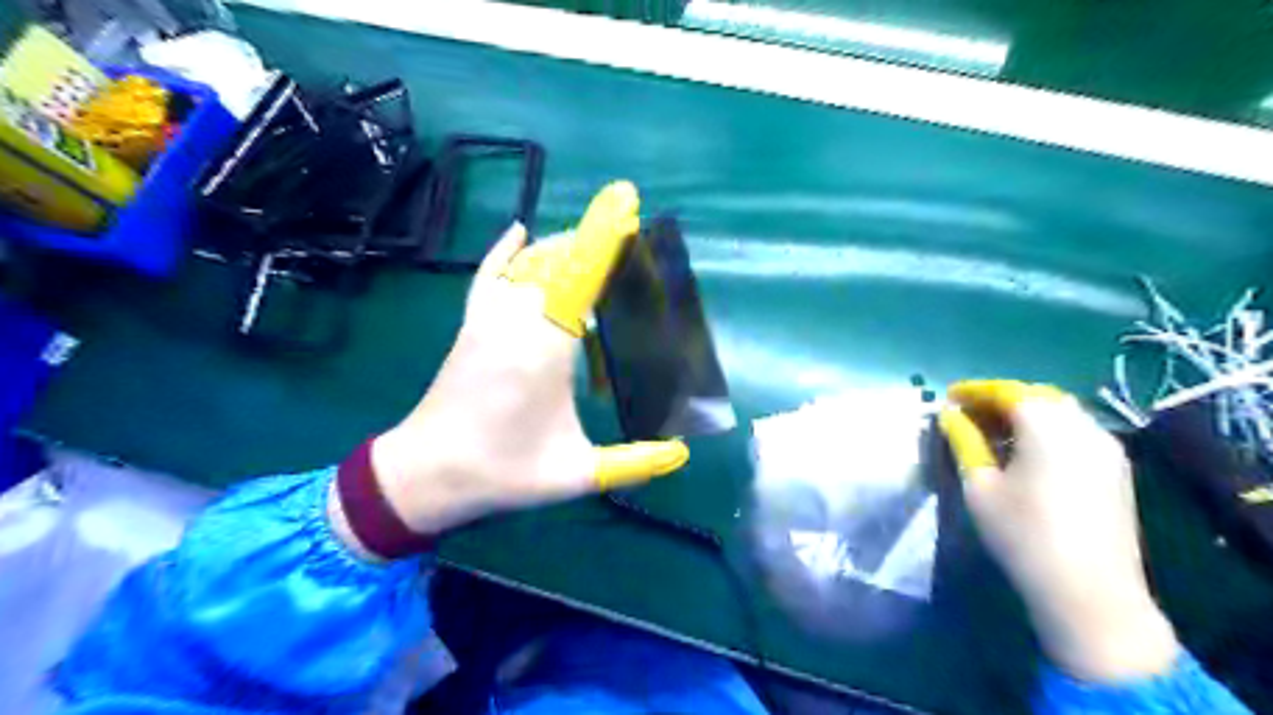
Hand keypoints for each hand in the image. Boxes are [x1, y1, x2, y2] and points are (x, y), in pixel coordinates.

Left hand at [353, 181, 685, 537]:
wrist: (428, 474)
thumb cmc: (505, 473)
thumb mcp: (576, 474)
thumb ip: (634, 463)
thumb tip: (682, 454)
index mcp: (545, 349)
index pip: (581, 278)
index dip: (605, 240)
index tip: (628, 205)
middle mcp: (515, 321)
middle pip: (558, 262)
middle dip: (594, 242)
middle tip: (630, 237)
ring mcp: (487, 319)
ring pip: (528, 264)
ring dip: (563, 248)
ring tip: (596, 248)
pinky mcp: (470, 325)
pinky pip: (488, 275)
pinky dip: (505, 251)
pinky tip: (519, 232)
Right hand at [938, 382, 1176, 684]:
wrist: (1091, 592)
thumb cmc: (1023, 534)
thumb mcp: (980, 485)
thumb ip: (963, 441)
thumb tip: (949, 415)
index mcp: (1046, 425)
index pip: (1006, 390)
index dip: (974, 390)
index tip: (948, 397)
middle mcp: (1082, 426)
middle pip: (1036, 395)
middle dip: (1000, 398)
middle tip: (968, 414)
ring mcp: (1106, 447)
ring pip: (1060, 411)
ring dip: (1025, 413)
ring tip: (995, 432)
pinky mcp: (1117, 469)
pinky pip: (1077, 431)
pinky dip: (1048, 429)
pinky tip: (1028, 452)